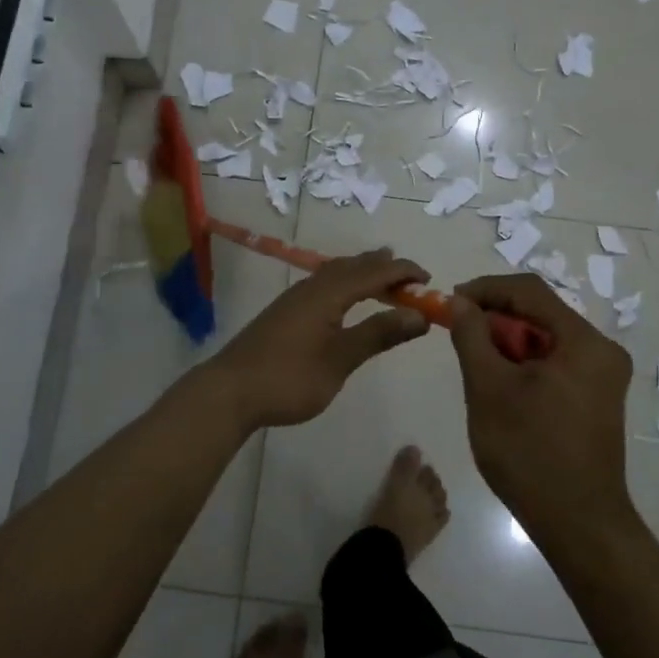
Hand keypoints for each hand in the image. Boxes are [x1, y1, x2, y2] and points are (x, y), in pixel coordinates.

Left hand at [200, 250, 431, 429]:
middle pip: (353, 266)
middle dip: (384, 267)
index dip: (404, 272)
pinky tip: (343, 300)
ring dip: (362, 273)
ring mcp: (294, 299)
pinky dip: (344, 284)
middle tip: (410, 276)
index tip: (430, 280)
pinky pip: (323, 284)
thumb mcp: (340, 359)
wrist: (229, 391)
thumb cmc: (289, 377)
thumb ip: (378, 334)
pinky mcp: (284, 313)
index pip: (374, 272)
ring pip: (335, 273)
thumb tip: (419, 315)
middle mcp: (311, 287)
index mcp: (328, 293)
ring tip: (381, 278)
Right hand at [446, 274, 633, 540]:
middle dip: (495, 319)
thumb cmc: (530, 452)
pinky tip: (501, 385)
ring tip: (476, 363)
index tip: (450, 302)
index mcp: (584, 342)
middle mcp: (602, 351)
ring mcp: (603, 376)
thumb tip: (459, 302)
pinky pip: (555, 362)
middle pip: (540, 314)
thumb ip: (471, 335)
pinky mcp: (596, 397)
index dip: (485, 289)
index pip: (529, 291)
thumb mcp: (488, 388)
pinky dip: (524, 364)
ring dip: (507, 342)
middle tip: (458, 334)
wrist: (578, 525)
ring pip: (545, 339)